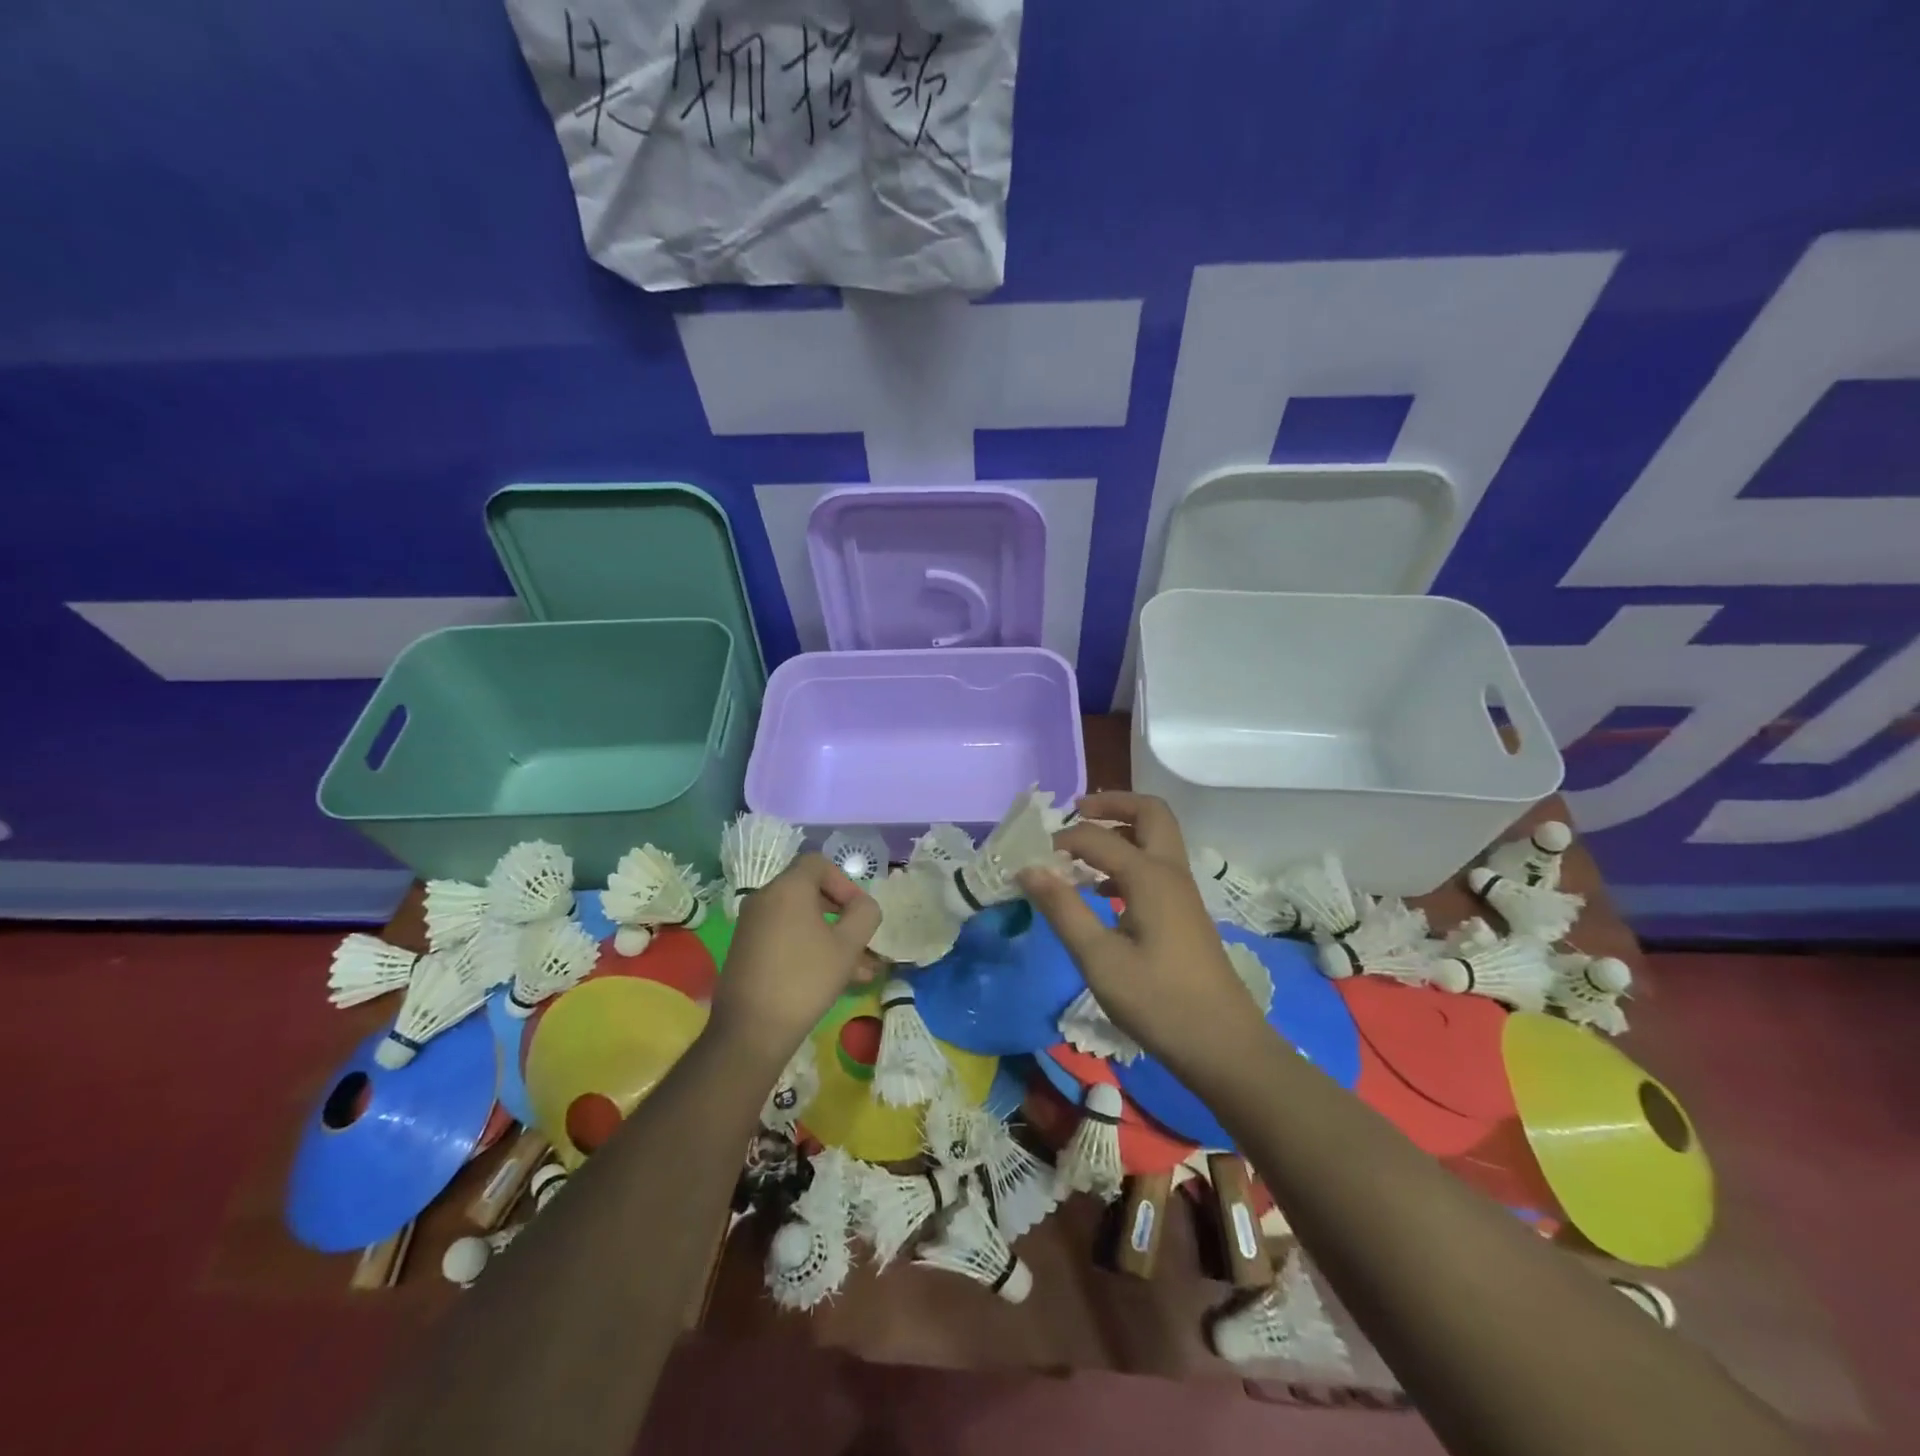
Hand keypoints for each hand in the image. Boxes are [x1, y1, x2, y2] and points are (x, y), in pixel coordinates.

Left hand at [709, 854, 881, 1066]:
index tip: (858, 912)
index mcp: (787, 888)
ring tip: (859, 970)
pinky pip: (784, 936)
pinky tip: (832, 979)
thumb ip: (864, 914)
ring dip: (830, 936)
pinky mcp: (746, 950)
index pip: (818, 863)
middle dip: (841, 914)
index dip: (844, 882)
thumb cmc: (805, 980)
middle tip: (861, 940)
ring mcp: (752, 925)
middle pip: (809, 891)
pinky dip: (808, 947)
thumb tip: (863, 905)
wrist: (750, 1031)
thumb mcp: (847, 946)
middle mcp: (764, 899)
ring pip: (800, 919)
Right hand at [1017, 792, 1266, 1074]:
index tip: (1032, 857)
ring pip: (1156, 838)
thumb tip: (1029, 868)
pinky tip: (1102, 891)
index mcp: (1150, 877)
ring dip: (1122, 830)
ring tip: (1082, 849)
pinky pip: (1156, 866)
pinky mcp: (1185, 913)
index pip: (1098, 838)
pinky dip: (1129, 860)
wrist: (1224, 1046)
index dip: (1062, 840)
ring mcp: (1182, 892)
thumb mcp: (1099, 959)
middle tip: (1076, 812)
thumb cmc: (1158, 1002)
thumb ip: (1063, 909)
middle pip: (1149, 813)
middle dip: (1112, 804)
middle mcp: (1171, 872)